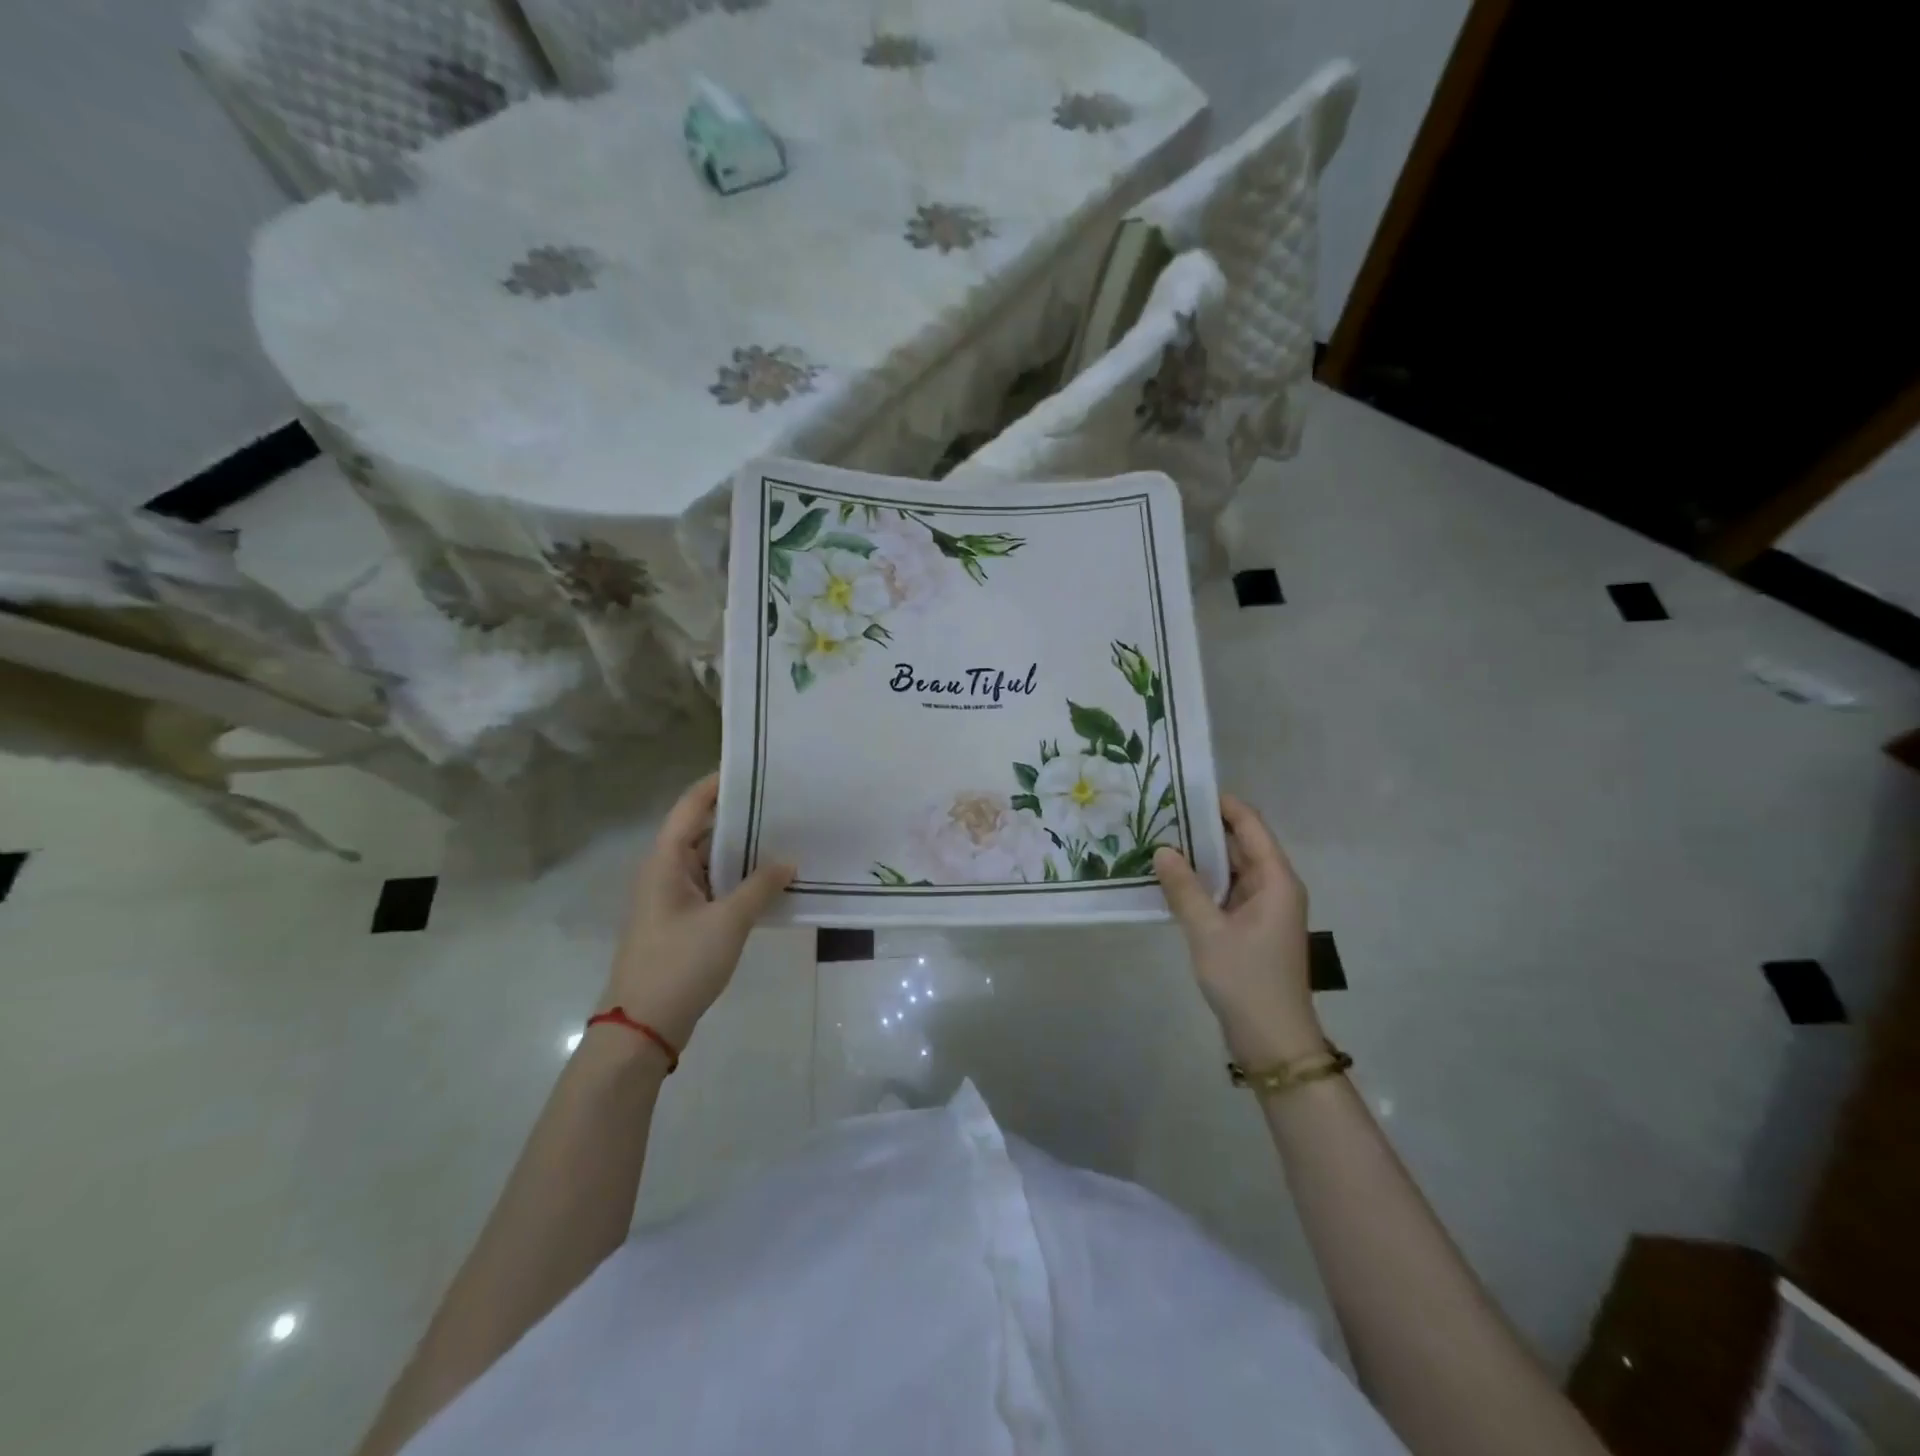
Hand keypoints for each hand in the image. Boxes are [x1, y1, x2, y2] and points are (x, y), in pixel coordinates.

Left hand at [600, 774, 793, 1051]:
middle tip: (785, 803)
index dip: (718, 784)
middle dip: (742, 817)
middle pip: (703, 830)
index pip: (691, 805)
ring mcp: (674, 897)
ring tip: (787, 836)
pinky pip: (715, 886)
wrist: (643, 1027)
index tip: (755, 768)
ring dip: (743, 851)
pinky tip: (772, 881)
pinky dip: (740, 879)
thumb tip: (789, 860)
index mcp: (666, 860)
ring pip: (711, 860)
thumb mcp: (727, 922)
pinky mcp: (683, 921)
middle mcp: (666, 871)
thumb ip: (760, 886)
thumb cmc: (679, 964)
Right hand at [1154, 794, 1323, 1065]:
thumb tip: (1163, 849)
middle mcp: (1274, 887)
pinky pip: (1225, 892)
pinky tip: (1171, 879)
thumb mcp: (1208, 932)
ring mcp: (1263, 909)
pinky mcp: (1250, 928)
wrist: (1273, 1040)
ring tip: (1158, 839)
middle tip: (1161, 813)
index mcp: (1275, 880)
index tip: (1186, 789)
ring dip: (1200, 857)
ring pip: (1230, 870)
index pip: (1250, 826)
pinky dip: (1202, 883)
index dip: (1222, 805)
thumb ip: (1184, 888)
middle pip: (1240, 845)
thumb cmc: (1246, 980)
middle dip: (1204, 829)